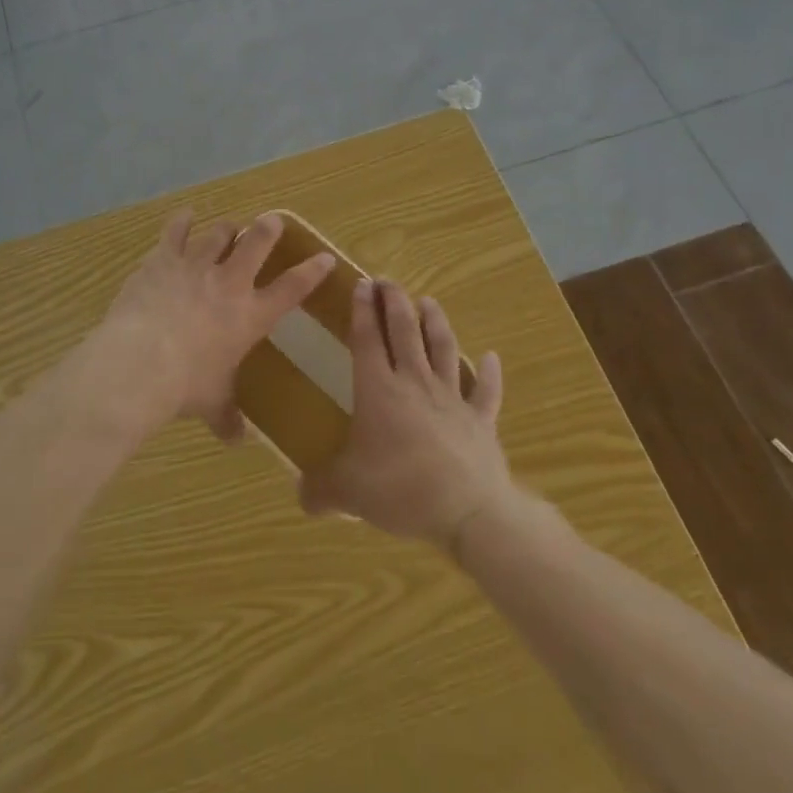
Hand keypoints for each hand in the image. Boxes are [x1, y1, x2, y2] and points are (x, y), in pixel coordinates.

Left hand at [92, 210, 333, 440]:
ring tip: (228, 227)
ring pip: (219, 233)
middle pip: (256, 242)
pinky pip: (176, 231)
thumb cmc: (186, 386)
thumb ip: (227, 418)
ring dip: (226, 229)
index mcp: (250, 316)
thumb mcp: (212, 404)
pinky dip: (182, 222)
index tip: (324, 257)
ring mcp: (196, 266)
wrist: (141, 362)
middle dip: (268, 228)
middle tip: (272, 220)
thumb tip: (238, 441)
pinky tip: (185, 216)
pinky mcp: (164, 259)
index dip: (311, 272)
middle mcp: (229, 283)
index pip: (291, 289)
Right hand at [299, 278, 515, 549]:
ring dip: (436, 323)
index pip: (367, 339)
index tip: (361, 284)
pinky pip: (486, 391)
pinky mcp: (481, 420)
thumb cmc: (400, 489)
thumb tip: (300, 494)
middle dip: (395, 302)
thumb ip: (320, 489)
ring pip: (444, 348)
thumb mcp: (347, 492)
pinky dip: (490, 372)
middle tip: (388, 281)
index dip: (363, 310)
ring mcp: (452, 398)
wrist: (468, 511)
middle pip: (405, 332)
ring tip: (429, 301)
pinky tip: (492, 357)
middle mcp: (415, 382)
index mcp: (378, 390)